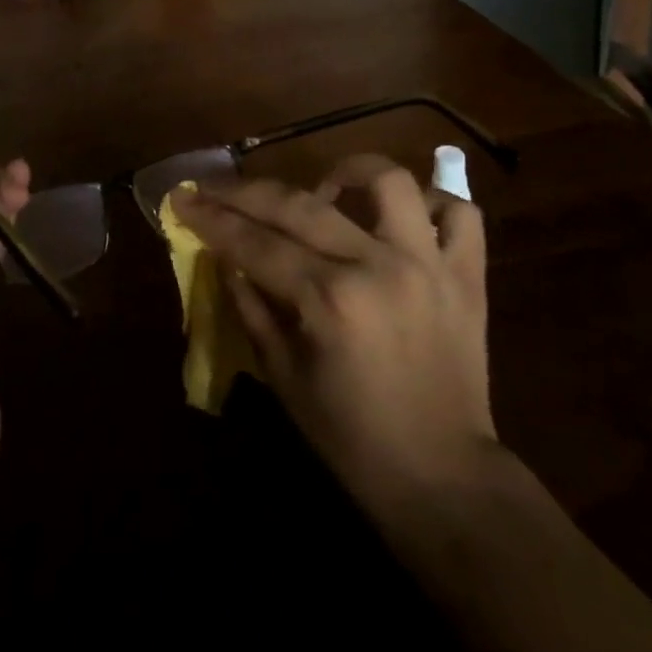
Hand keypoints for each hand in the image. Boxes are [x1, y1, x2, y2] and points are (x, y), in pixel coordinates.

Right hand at [174, 155, 493, 523]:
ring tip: (326, 186)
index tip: (183, 197)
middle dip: (247, 191)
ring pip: (389, 182)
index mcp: (329, 300)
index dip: (212, 218)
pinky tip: (403, 216)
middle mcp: (377, 267)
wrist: (445, 480)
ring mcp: (429, 264)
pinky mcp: (468, 275)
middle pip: (300, 205)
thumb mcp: (284, 378)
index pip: (256, 243)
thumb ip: (252, 309)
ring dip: (349, 171)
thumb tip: (227, 259)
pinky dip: (433, 204)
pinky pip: (461, 214)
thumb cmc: (353, 438)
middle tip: (217, 186)